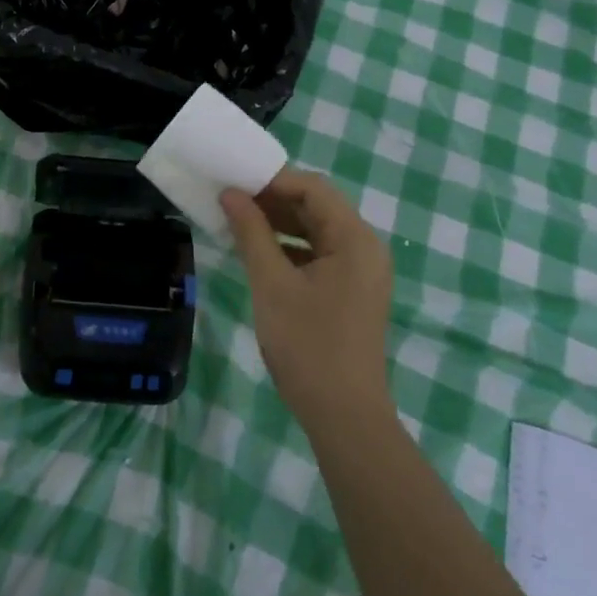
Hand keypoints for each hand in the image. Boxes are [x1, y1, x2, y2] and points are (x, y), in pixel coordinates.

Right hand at [221, 168, 393, 425]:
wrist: (343, 414)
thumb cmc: (307, 344)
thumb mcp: (271, 284)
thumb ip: (252, 233)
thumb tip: (231, 194)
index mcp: (354, 239)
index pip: (313, 189)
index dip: (272, 180)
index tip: (234, 183)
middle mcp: (366, 248)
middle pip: (318, 207)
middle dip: (274, 201)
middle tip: (230, 201)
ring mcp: (362, 272)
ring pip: (318, 232)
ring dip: (280, 225)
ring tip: (238, 224)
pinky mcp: (353, 292)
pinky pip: (321, 255)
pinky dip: (291, 249)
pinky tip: (260, 255)